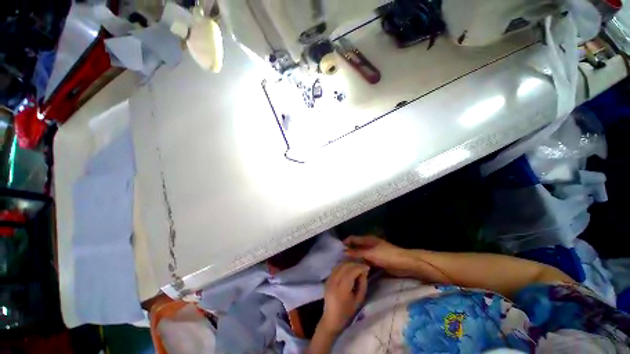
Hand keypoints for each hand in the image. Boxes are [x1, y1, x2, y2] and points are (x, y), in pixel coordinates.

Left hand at [319, 262, 368, 334]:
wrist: (332, 318)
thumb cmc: (347, 312)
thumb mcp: (359, 300)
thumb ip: (362, 284)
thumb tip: (364, 271)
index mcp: (341, 291)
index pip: (350, 273)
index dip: (359, 268)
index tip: (367, 267)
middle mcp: (333, 283)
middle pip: (344, 267)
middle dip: (355, 264)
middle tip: (363, 266)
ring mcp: (329, 279)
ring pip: (340, 265)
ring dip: (349, 263)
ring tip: (357, 266)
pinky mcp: (327, 278)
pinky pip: (336, 267)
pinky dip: (344, 265)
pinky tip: (350, 267)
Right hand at [344, 236, 415, 276]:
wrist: (405, 264)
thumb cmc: (387, 255)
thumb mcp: (371, 254)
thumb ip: (357, 253)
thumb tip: (344, 252)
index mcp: (367, 239)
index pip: (353, 239)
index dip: (345, 243)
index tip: (337, 250)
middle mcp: (369, 245)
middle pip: (356, 247)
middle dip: (348, 252)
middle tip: (339, 260)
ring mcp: (373, 253)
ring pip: (360, 255)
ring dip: (354, 259)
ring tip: (345, 266)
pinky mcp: (377, 261)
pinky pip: (366, 262)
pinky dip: (360, 264)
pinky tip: (355, 270)